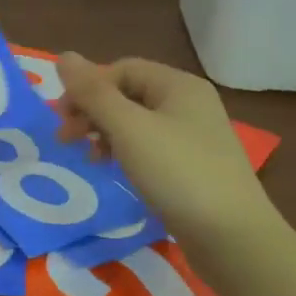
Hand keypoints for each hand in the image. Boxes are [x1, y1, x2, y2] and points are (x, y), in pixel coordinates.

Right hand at [55, 53, 271, 251]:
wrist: (233, 238)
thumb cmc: (178, 173)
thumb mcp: (128, 129)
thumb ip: (93, 93)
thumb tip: (63, 57)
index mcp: (178, 85)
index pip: (121, 69)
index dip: (88, 87)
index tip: (62, 118)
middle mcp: (189, 103)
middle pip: (128, 94)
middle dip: (93, 111)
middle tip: (66, 139)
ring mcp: (194, 137)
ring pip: (137, 122)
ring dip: (105, 133)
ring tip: (89, 158)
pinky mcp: (194, 167)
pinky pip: (150, 147)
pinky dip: (125, 153)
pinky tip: (115, 171)